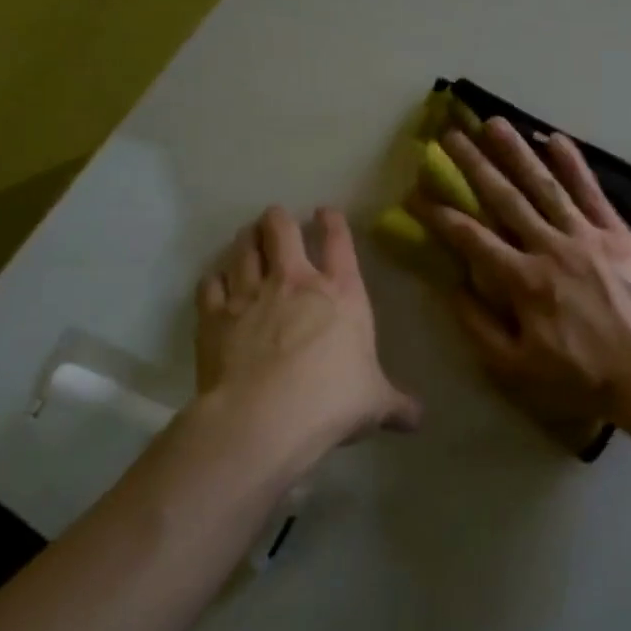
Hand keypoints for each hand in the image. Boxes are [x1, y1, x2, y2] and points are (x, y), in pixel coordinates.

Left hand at [189, 206, 419, 468]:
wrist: (263, 417)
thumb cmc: (332, 401)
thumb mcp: (375, 403)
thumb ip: (397, 405)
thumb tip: (419, 418)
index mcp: (342, 293)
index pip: (340, 243)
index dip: (333, 222)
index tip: (326, 211)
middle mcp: (295, 282)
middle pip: (283, 232)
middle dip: (278, 220)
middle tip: (275, 216)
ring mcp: (251, 296)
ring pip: (245, 250)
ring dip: (247, 240)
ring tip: (247, 234)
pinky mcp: (215, 317)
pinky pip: (211, 286)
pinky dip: (214, 280)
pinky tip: (215, 280)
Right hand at [410, 118, 630, 443]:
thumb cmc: (581, 379)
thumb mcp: (516, 369)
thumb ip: (479, 326)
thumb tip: (451, 286)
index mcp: (522, 281)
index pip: (470, 238)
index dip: (439, 214)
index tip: (416, 192)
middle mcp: (550, 247)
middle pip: (504, 198)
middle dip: (473, 165)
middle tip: (449, 135)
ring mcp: (587, 236)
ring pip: (545, 185)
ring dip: (517, 152)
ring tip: (494, 123)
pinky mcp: (618, 234)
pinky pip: (592, 192)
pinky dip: (574, 165)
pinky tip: (556, 139)